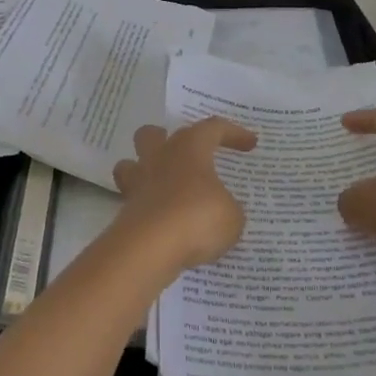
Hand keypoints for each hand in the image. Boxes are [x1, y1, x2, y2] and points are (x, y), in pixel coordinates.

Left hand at [110, 118, 256, 273]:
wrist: (151, 247)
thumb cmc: (197, 218)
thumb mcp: (231, 216)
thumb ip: (228, 207)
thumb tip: (222, 208)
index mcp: (188, 148)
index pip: (212, 128)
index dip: (232, 133)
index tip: (250, 143)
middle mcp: (158, 158)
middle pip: (152, 134)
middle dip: (165, 139)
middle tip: (184, 155)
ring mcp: (137, 183)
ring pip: (131, 164)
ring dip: (145, 171)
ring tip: (165, 188)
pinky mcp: (125, 211)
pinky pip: (134, 201)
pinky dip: (147, 208)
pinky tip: (164, 223)